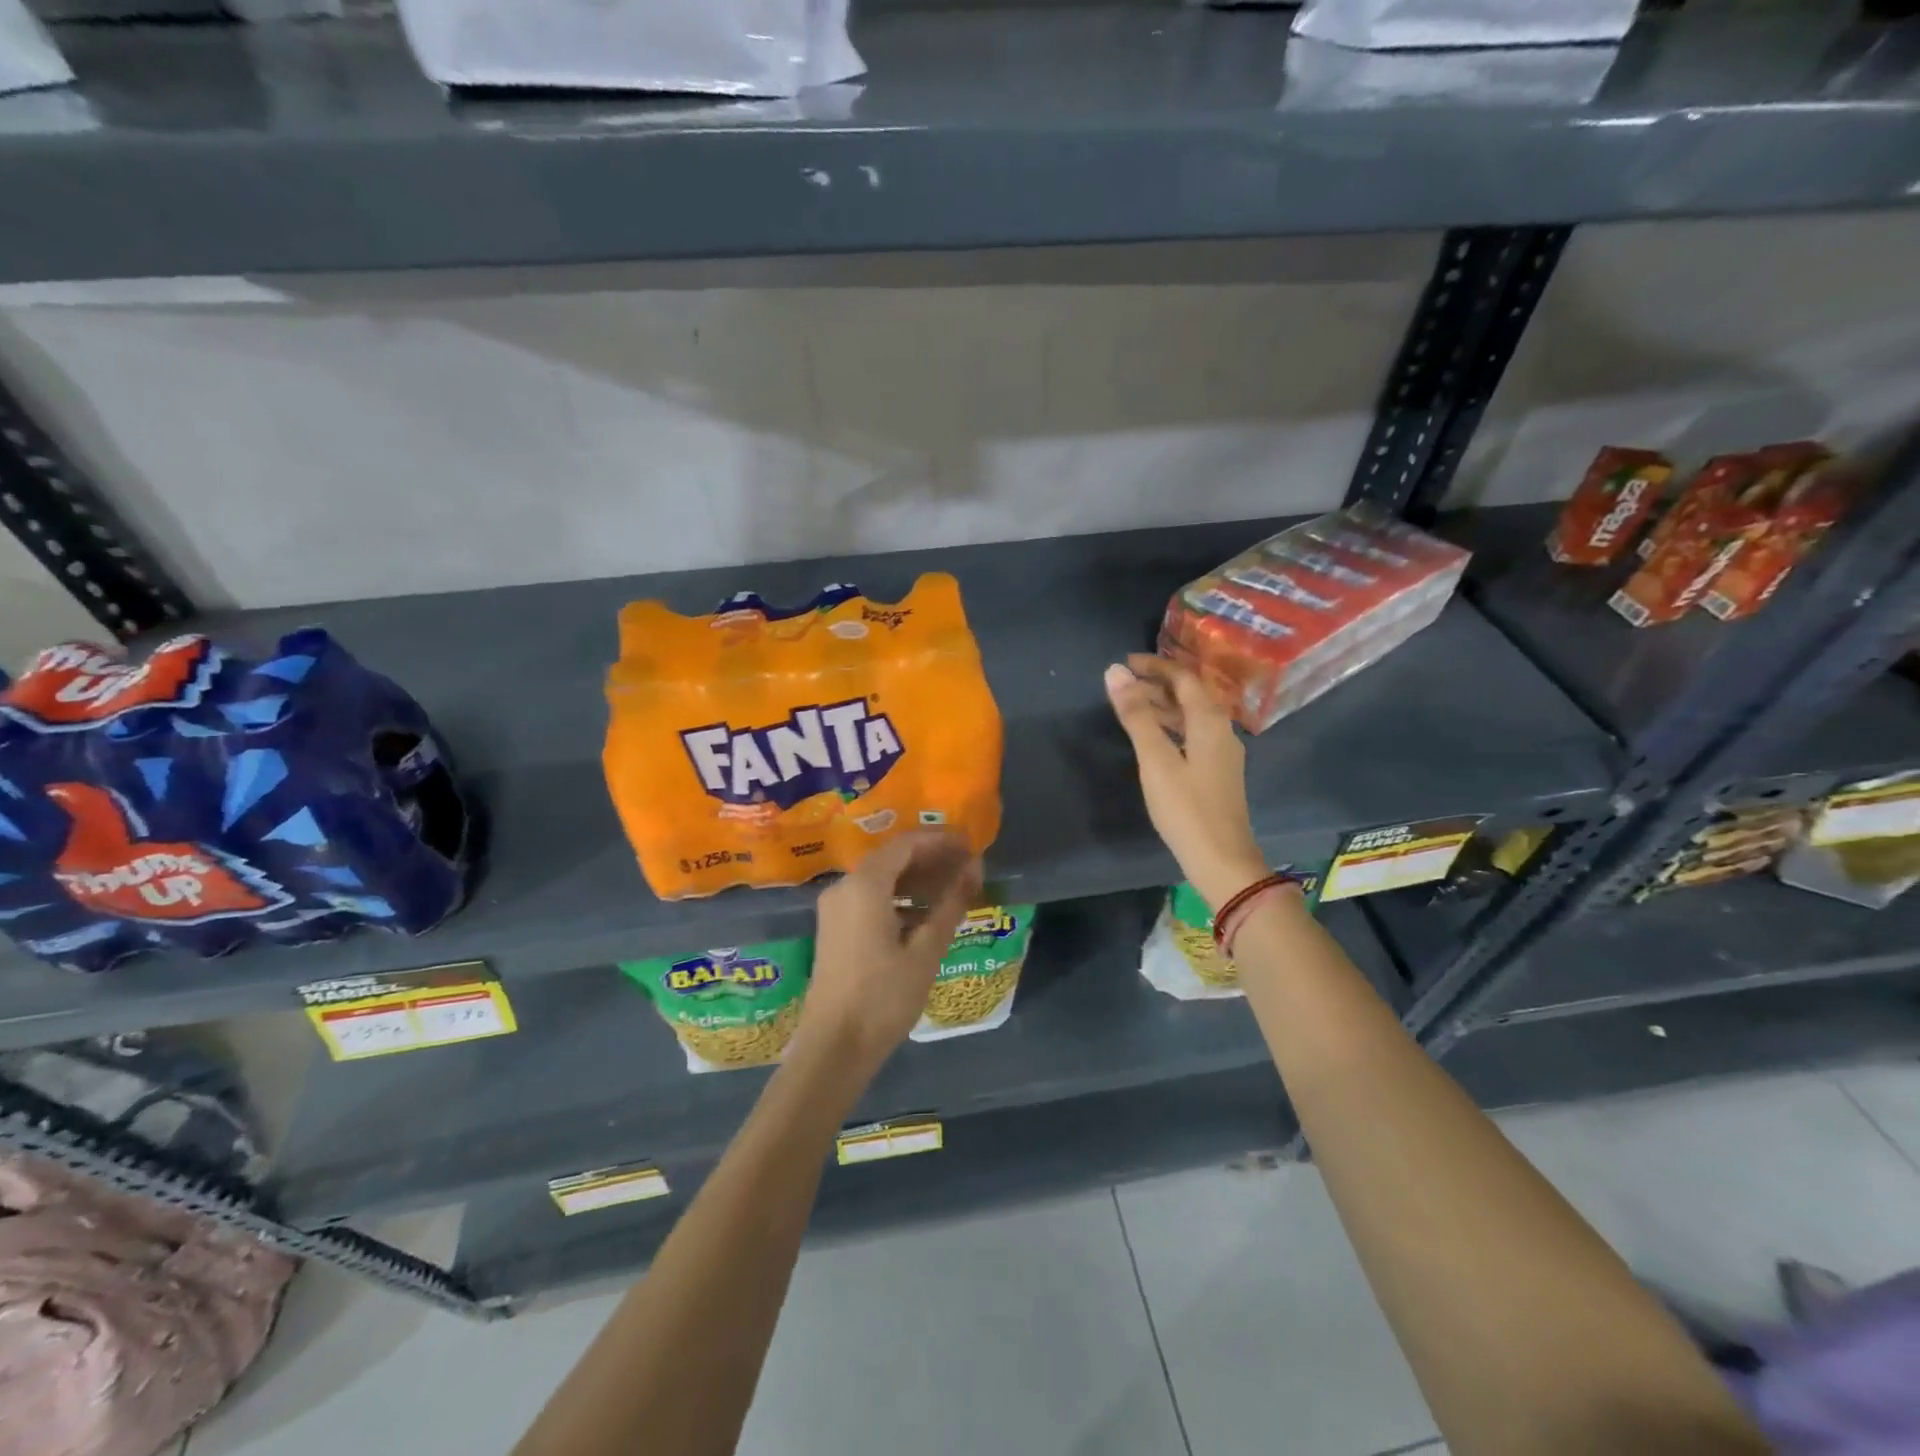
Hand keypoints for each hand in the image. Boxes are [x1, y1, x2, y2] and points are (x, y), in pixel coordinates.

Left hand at [801, 830, 981, 1073]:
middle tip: (968, 865)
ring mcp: (835, 907)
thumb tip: (974, 867)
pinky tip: (926, 912)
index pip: (907, 843)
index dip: (941, 840)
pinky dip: (899, 896)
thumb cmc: (884, 998)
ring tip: (954, 887)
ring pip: (881, 877)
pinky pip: (870, 897)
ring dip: (917, 878)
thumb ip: (951, 903)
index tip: (972, 844)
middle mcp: (844, 886)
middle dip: (931, 857)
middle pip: (892, 857)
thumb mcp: (926, 951)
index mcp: (865, 885)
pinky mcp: (835, 927)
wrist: (833, 1047)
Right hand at [1105, 654, 1266, 911]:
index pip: (1184, 678)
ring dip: (1162, 706)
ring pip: (1191, 716)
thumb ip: (1136, 716)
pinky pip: (1192, 734)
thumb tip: (1115, 672)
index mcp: (1210, 721)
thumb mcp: (1155, 760)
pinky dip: (1169, 727)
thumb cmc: (1186, 808)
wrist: (1222, 860)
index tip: (1125, 663)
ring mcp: (1221, 752)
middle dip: (1157, 685)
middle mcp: (1221, 730)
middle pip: (1190, 695)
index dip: (1155, 666)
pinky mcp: (1216, 772)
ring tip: (1130, 706)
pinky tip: (1152, 738)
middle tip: (1122, 684)